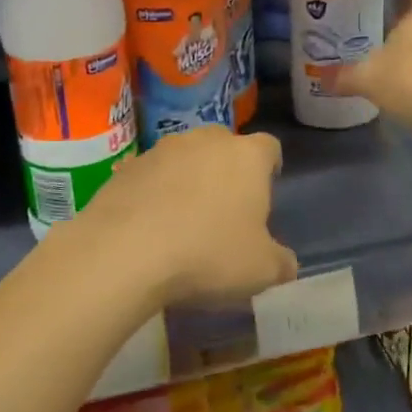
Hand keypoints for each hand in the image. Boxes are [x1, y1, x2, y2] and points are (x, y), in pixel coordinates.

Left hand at [71, 127, 296, 306]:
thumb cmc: (208, 254)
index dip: (270, 168)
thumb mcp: (260, 270)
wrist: (125, 251)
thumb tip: (285, 263)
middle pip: (225, 146)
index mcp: (247, 157)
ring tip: (183, 219)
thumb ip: (281, 262)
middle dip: (227, 170)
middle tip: (225, 208)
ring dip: (188, 179)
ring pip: (186, 157)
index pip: (269, 148)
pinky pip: (152, 175)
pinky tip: (150, 226)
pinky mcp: (128, 166)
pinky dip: (155, 192)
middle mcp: (207, 140)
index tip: (265, 191)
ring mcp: (164, 149)